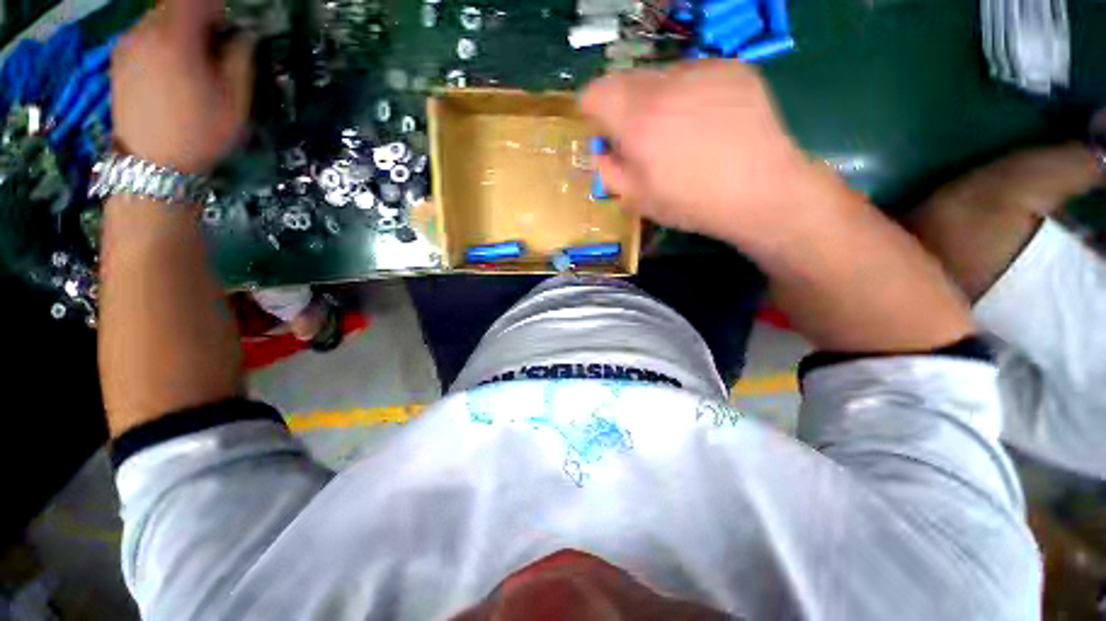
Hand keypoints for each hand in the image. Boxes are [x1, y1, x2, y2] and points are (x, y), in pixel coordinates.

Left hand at [111, 0, 253, 173]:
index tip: (229, 26)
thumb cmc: (200, 133)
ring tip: (192, 62)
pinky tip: (170, 69)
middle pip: (174, 5)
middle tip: (214, 46)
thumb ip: (240, 59)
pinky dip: (161, 41)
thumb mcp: (235, 100)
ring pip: (158, 19)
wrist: (152, 165)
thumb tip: (243, 36)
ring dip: (178, 30)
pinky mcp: (118, 59)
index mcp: (176, 38)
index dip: (216, 8)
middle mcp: (145, 32)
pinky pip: (144, 35)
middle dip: (197, 18)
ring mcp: (127, 45)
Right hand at [580, 61, 823, 249]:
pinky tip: (705, 121)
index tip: (601, 128)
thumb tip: (601, 151)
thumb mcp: (638, 199)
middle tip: (638, 135)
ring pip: (661, 75)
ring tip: (676, 130)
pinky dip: (688, 93)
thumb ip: (609, 171)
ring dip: (656, 98)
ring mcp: (703, 70)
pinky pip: (694, 74)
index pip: (596, 92)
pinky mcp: (733, 68)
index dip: (592, 109)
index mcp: (638, 119)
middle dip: (623, 105)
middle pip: (626, 78)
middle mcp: (667, 83)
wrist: (760, 191)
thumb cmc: (691, 202)